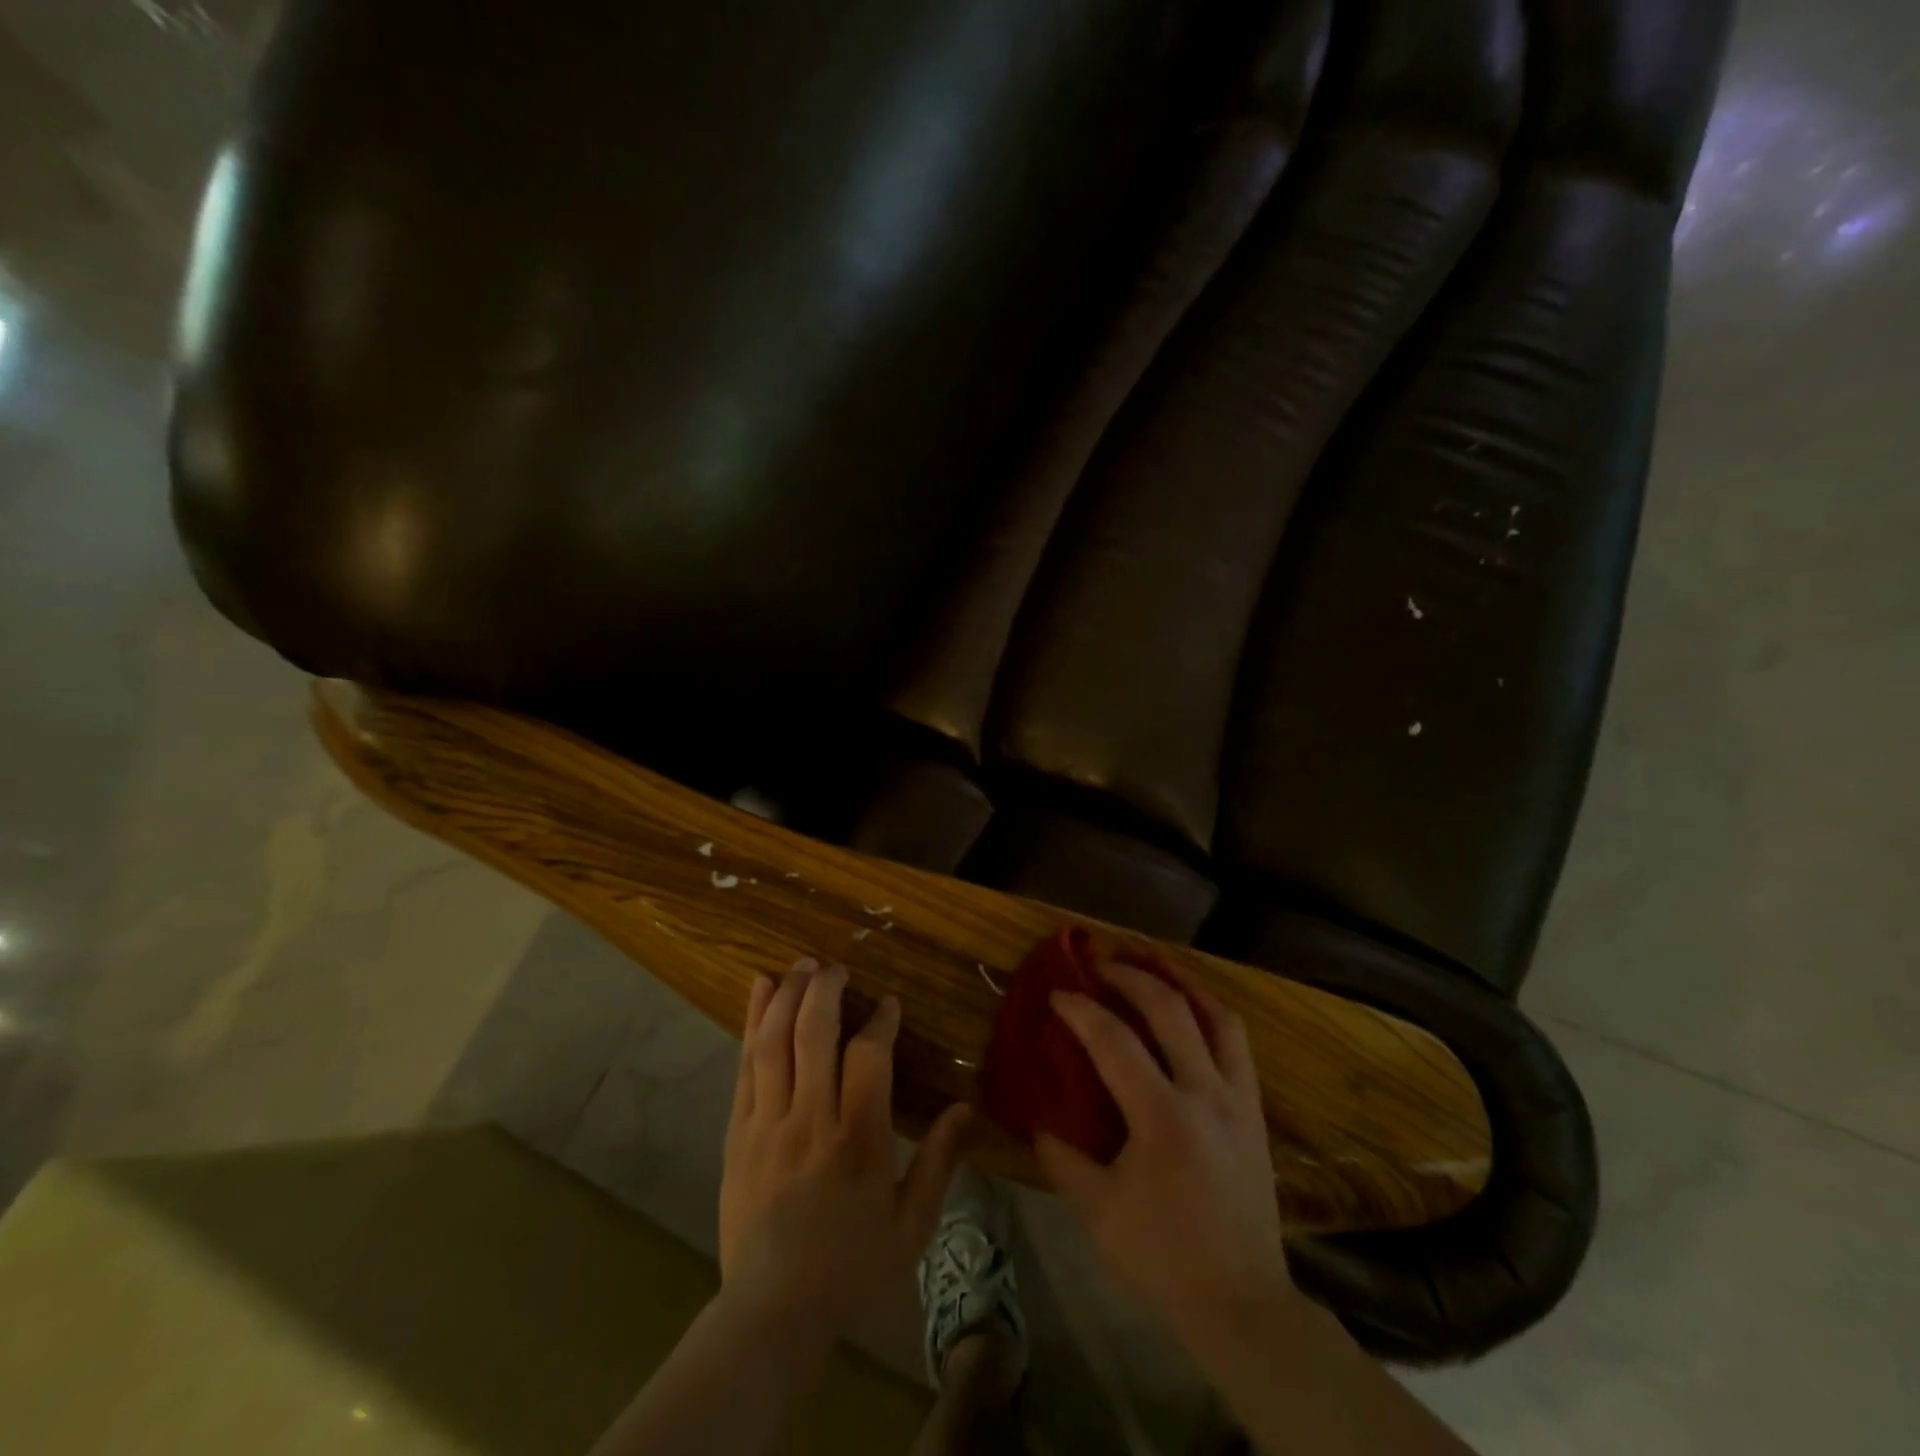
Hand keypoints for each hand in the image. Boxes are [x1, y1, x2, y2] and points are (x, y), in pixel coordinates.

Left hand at [718, 958, 969, 1338]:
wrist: (771, 1316)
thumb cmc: (851, 1270)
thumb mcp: (911, 1226)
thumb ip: (939, 1162)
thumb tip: (965, 1107)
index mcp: (858, 1141)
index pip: (869, 1057)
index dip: (881, 1021)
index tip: (889, 1003)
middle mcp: (810, 1121)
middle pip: (814, 1034)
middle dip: (826, 989)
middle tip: (838, 966)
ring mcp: (767, 1124)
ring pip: (774, 1041)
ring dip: (789, 995)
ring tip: (802, 965)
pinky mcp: (737, 1132)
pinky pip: (744, 1065)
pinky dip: (752, 1022)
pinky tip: (760, 989)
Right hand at [1034, 959, 1293, 1337]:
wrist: (1242, 1301)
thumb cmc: (1164, 1256)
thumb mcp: (1098, 1212)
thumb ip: (1062, 1158)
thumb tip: (1037, 1119)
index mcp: (1163, 1117)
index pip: (1114, 1041)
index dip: (1081, 1009)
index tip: (1057, 993)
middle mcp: (1205, 1093)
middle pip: (1170, 1008)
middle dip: (1130, 975)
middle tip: (1099, 963)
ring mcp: (1237, 1097)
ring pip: (1217, 1014)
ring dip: (1181, 979)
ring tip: (1152, 960)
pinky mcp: (1254, 1108)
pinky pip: (1236, 1041)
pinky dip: (1210, 1010)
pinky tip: (1190, 1007)